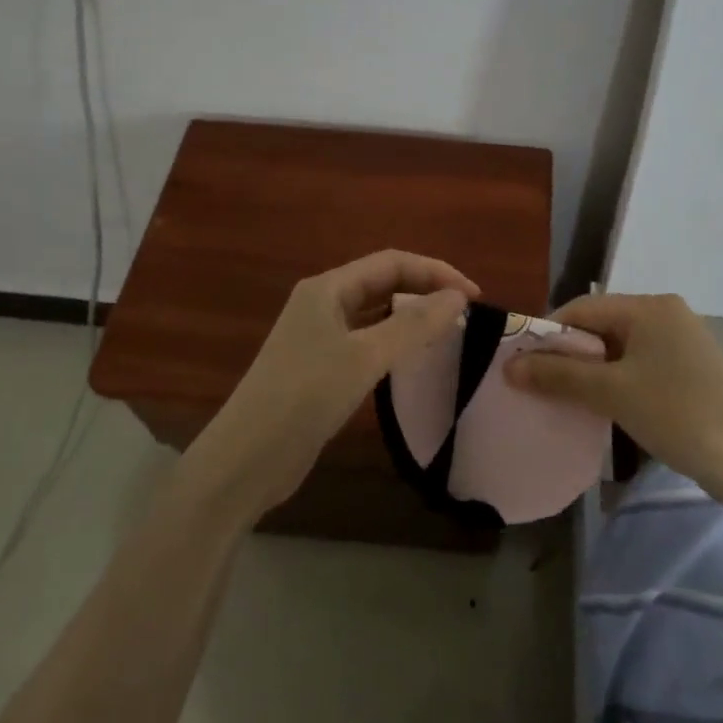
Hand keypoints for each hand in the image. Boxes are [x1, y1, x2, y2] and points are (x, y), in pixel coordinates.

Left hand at [188, 250, 478, 521]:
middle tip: (465, 313)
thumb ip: (413, 325)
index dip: (436, 272)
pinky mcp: (320, 368)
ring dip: (411, 316)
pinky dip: (394, 342)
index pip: (392, 262)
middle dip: (425, 290)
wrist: (247, 459)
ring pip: (375, 313)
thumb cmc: (305, 397)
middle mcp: (322, 304)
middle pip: (382, 283)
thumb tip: (458, 297)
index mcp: (327, 288)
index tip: (474, 297)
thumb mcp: (364, 357)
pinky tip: (413, 359)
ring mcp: (318, 337)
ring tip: (447, 331)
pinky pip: (366, 341)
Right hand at [505, 292, 722, 507]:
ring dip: (588, 373)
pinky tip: (600, 408)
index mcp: (649, 307)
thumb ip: (559, 376)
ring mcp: (681, 344)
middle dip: (566, 356)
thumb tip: (509, 366)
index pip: (581, 309)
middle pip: (600, 327)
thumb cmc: (679, 414)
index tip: (519, 365)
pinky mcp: (690, 372)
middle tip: (536, 387)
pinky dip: (614, 384)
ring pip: (618, 351)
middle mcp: (665, 315)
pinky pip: (638, 368)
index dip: (546, 334)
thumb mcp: (613, 393)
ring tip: (562, 401)